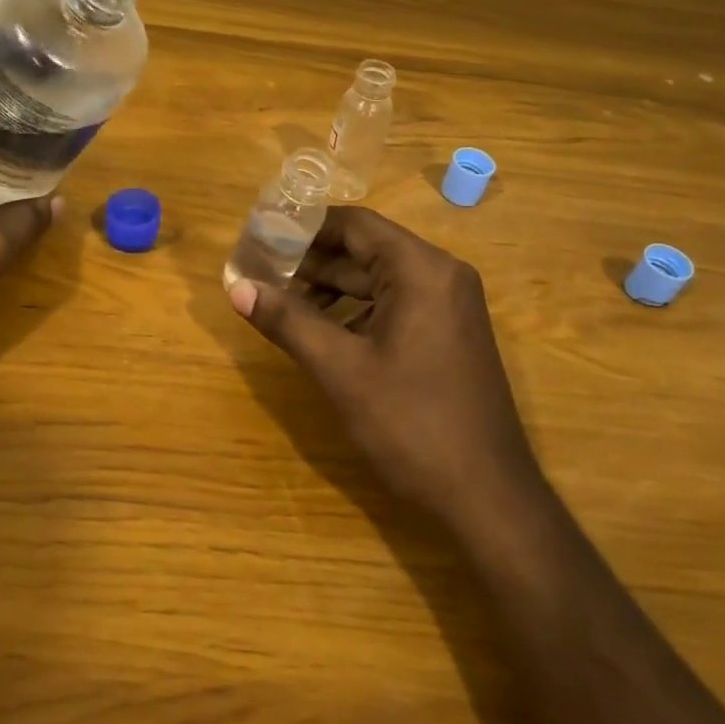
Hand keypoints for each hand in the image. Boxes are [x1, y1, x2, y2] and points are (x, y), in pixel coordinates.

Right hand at [227, 206, 541, 531]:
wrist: (487, 498)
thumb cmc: (411, 424)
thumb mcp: (340, 370)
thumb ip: (288, 321)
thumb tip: (236, 287)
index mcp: (421, 270)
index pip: (355, 225)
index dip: (305, 227)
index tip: (263, 237)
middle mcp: (442, 276)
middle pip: (366, 250)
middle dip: (312, 262)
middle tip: (261, 272)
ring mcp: (450, 307)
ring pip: (379, 280)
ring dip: (332, 288)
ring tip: (282, 304)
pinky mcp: (450, 335)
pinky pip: (396, 305)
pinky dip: (357, 311)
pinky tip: (323, 333)